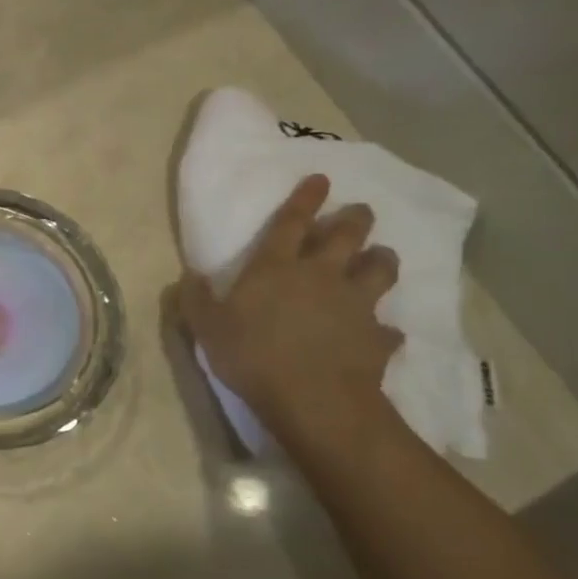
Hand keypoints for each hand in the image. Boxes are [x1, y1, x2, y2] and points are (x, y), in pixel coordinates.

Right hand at [178, 174, 403, 437]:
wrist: (314, 399)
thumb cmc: (252, 355)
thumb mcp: (206, 328)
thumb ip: (196, 299)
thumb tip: (191, 277)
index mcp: (276, 268)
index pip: (291, 222)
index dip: (305, 199)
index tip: (320, 179)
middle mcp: (321, 276)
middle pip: (347, 236)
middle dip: (355, 219)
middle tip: (359, 211)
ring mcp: (356, 305)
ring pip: (380, 270)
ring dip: (381, 260)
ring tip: (379, 259)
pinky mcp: (377, 337)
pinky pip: (386, 328)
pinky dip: (383, 328)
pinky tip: (379, 332)